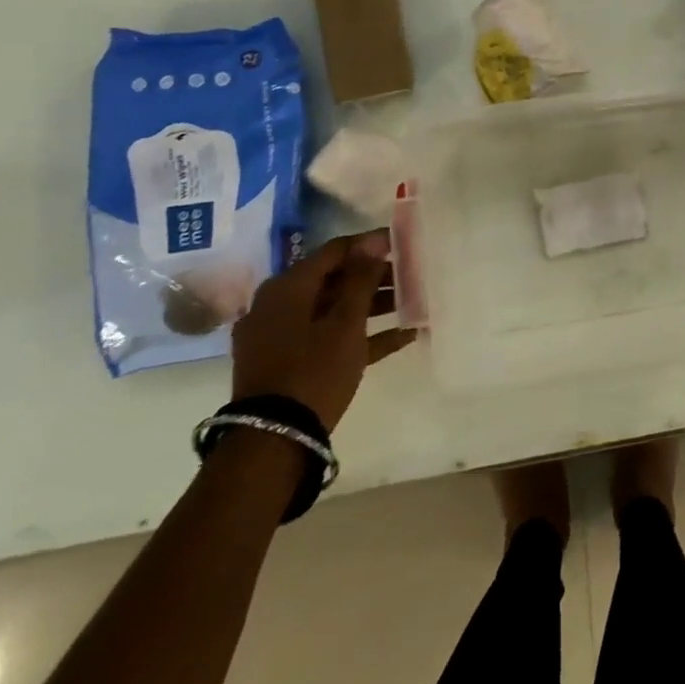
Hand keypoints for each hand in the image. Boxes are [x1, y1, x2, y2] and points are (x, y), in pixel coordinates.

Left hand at [231, 231, 414, 430]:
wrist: (273, 442)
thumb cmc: (313, 371)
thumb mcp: (346, 323)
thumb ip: (361, 279)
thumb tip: (372, 241)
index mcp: (287, 288)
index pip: (335, 251)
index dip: (371, 244)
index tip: (404, 244)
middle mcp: (277, 305)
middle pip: (333, 279)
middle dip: (374, 276)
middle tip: (412, 275)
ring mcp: (279, 335)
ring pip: (331, 308)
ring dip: (371, 305)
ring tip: (411, 303)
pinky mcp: (285, 362)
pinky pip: (326, 337)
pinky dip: (359, 334)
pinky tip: (401, 337)